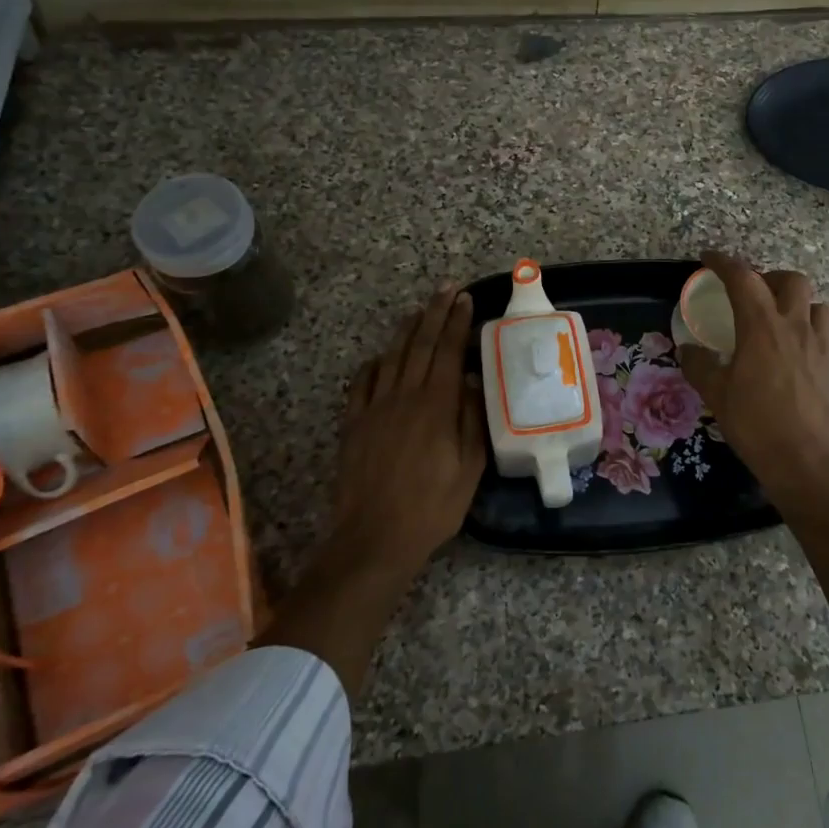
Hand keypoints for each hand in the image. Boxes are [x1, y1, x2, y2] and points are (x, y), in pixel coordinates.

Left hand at [264, 285, 486, 697]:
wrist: (374, 538)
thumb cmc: (432, 506)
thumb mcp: (470, 469)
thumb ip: (473, 421)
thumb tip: (474, 382)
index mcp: (436, 405)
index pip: (449, 351)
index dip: (457, 323)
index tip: (466, 300)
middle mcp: (404, 396)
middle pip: (421, 344)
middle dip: (435, 313)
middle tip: (447, 290)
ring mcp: (374, 408)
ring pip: (392, 357)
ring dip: (407, 330)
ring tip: (420, 311)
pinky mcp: (354, 424)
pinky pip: (363, 382)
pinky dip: (375, 363)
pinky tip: (382, 357)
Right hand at [678, 251, 828, 604]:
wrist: (806, 461)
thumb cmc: (756, 424)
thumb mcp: (716, 394)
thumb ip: (699, 365)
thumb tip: (687, 348)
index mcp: (762, 327)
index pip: (743, 278)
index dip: (724, 262)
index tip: (708, 258)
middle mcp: (794, 326)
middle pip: (790, 280)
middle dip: (768, 277)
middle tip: (749, 293)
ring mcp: (819, 345)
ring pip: (815, 302)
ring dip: (795, 300)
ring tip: (777, 317)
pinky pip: (823, 331)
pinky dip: (807, 327)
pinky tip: (791, 350)